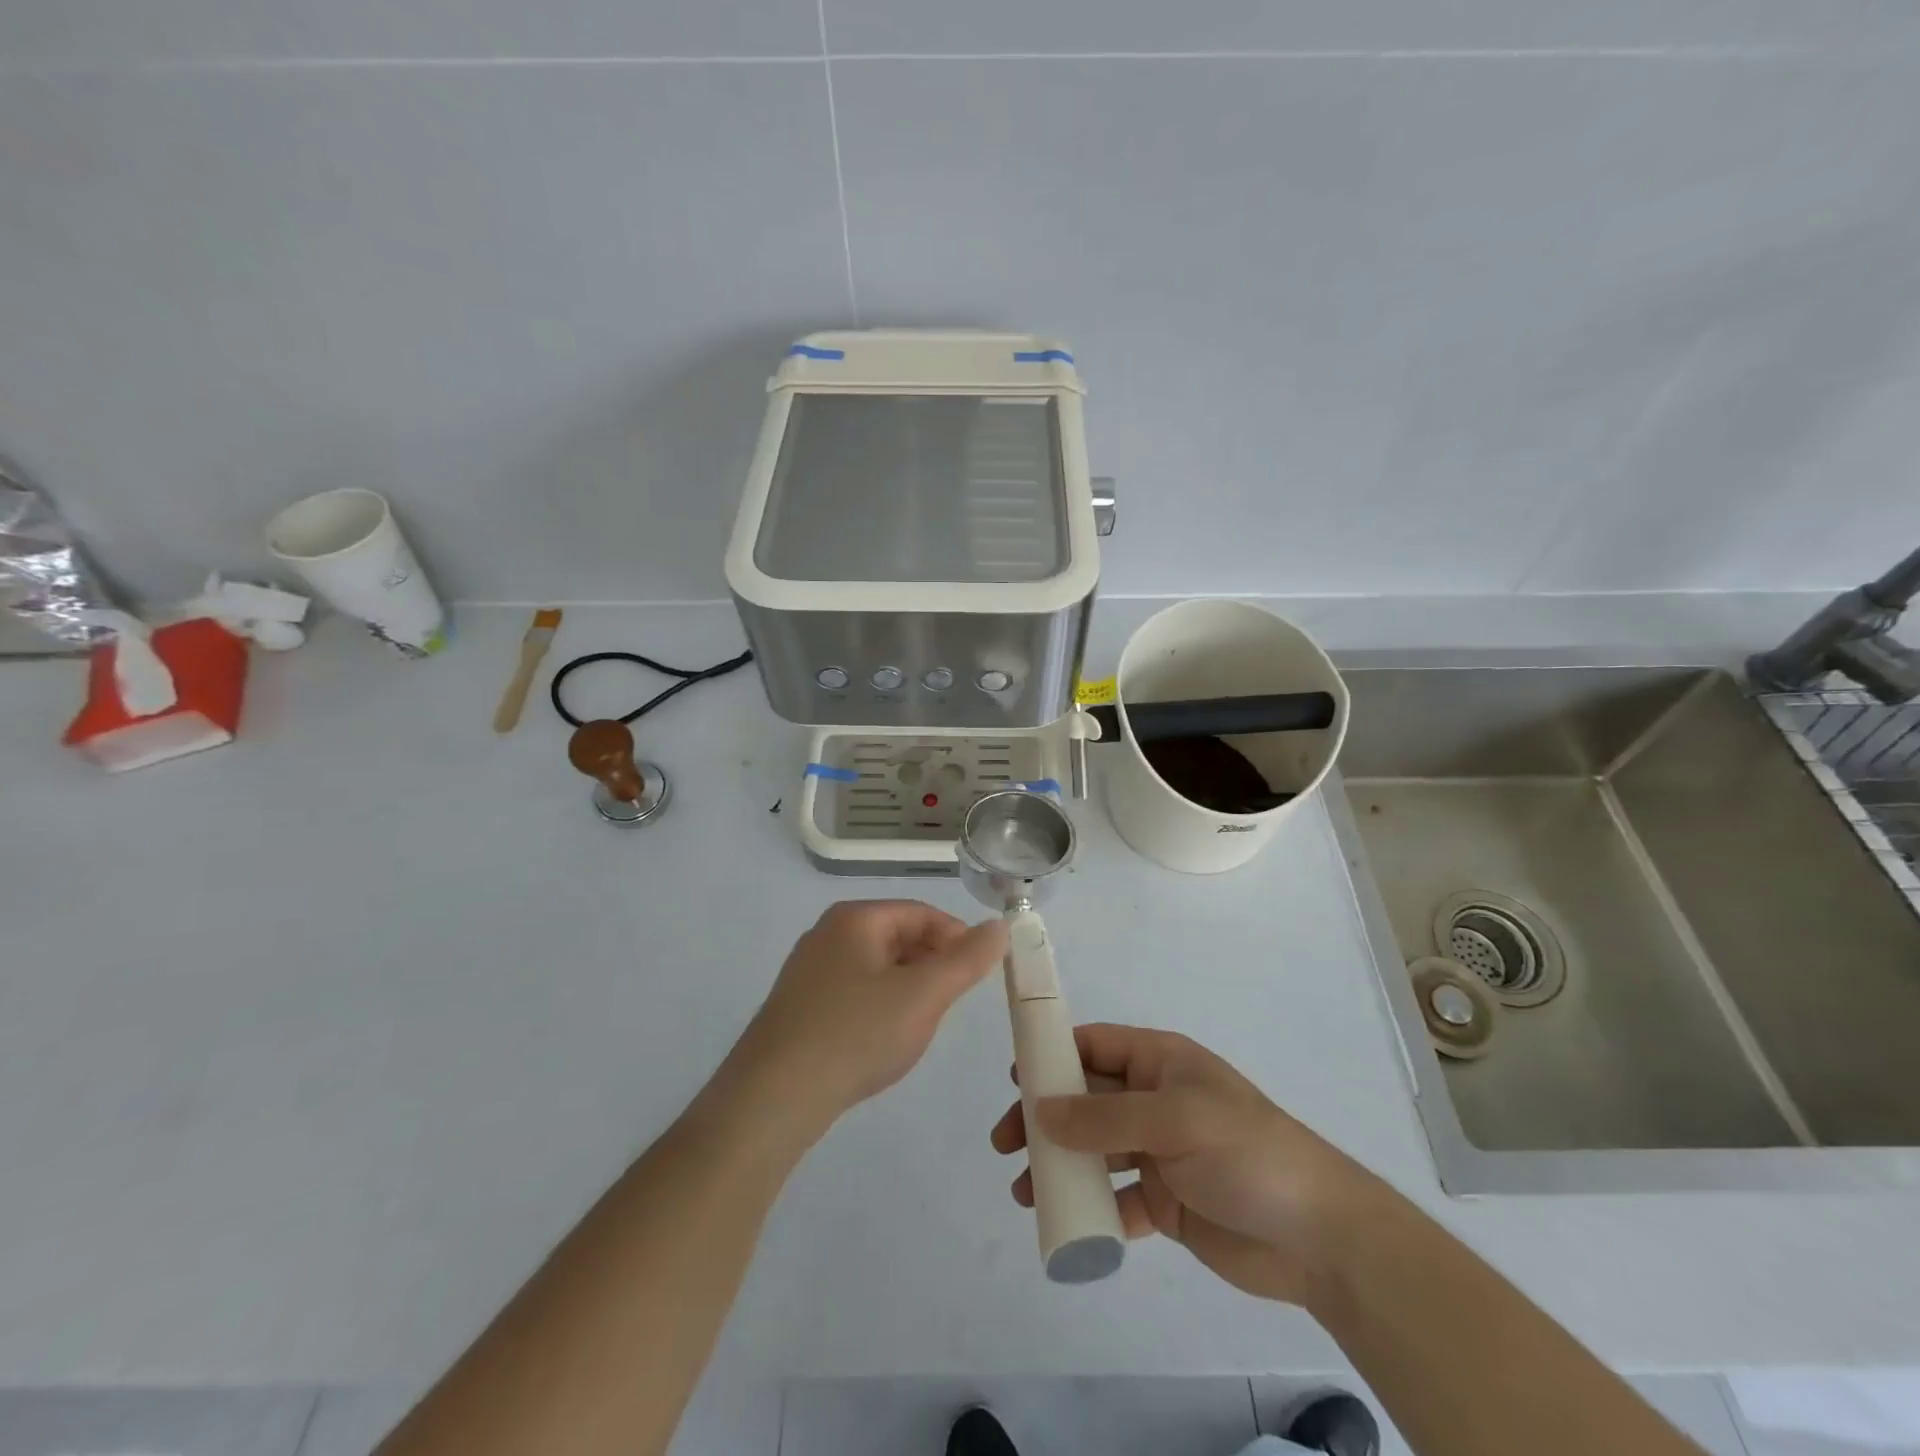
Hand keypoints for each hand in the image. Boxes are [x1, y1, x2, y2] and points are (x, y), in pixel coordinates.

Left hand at [733, 901, 1006, 1137]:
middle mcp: (827, 934)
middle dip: (933, 964)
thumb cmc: (855, 1034)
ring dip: (909, 987)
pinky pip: (854, 993)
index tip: (981, 972)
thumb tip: (999, 926)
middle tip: (954, 1001)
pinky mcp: (799, 1008)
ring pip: (877, 967)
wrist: (772, 1099)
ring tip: (924, 1023)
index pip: (921, 912)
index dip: (957, 937)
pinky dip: (880, 1007)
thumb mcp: (923, 995)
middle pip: (897, 936)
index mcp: (854, 918)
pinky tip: (885, 1040)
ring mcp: (808, 971)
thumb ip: (966, 960)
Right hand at [991, 1024, 1376, 1306]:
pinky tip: (1066, 1223)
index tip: (1014, 1078)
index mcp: (1161, 1063)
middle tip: (1005, 1142)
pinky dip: (1089, 1208)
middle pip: (1086, 1099)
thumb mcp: (1174, 1120)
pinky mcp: (1165, 1202)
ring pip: (1094, 1149)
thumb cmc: (1245, 1153)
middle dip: (1045, 1116)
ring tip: (1023, 1190)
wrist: (1318, 1237)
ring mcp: (1159, 1152)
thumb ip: (1105, 1116)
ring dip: (1058, 1164)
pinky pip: (1115, 1198)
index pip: (1095, 1046)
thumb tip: (1041, 1110)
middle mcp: (1155, 1100)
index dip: (1053, 1055)